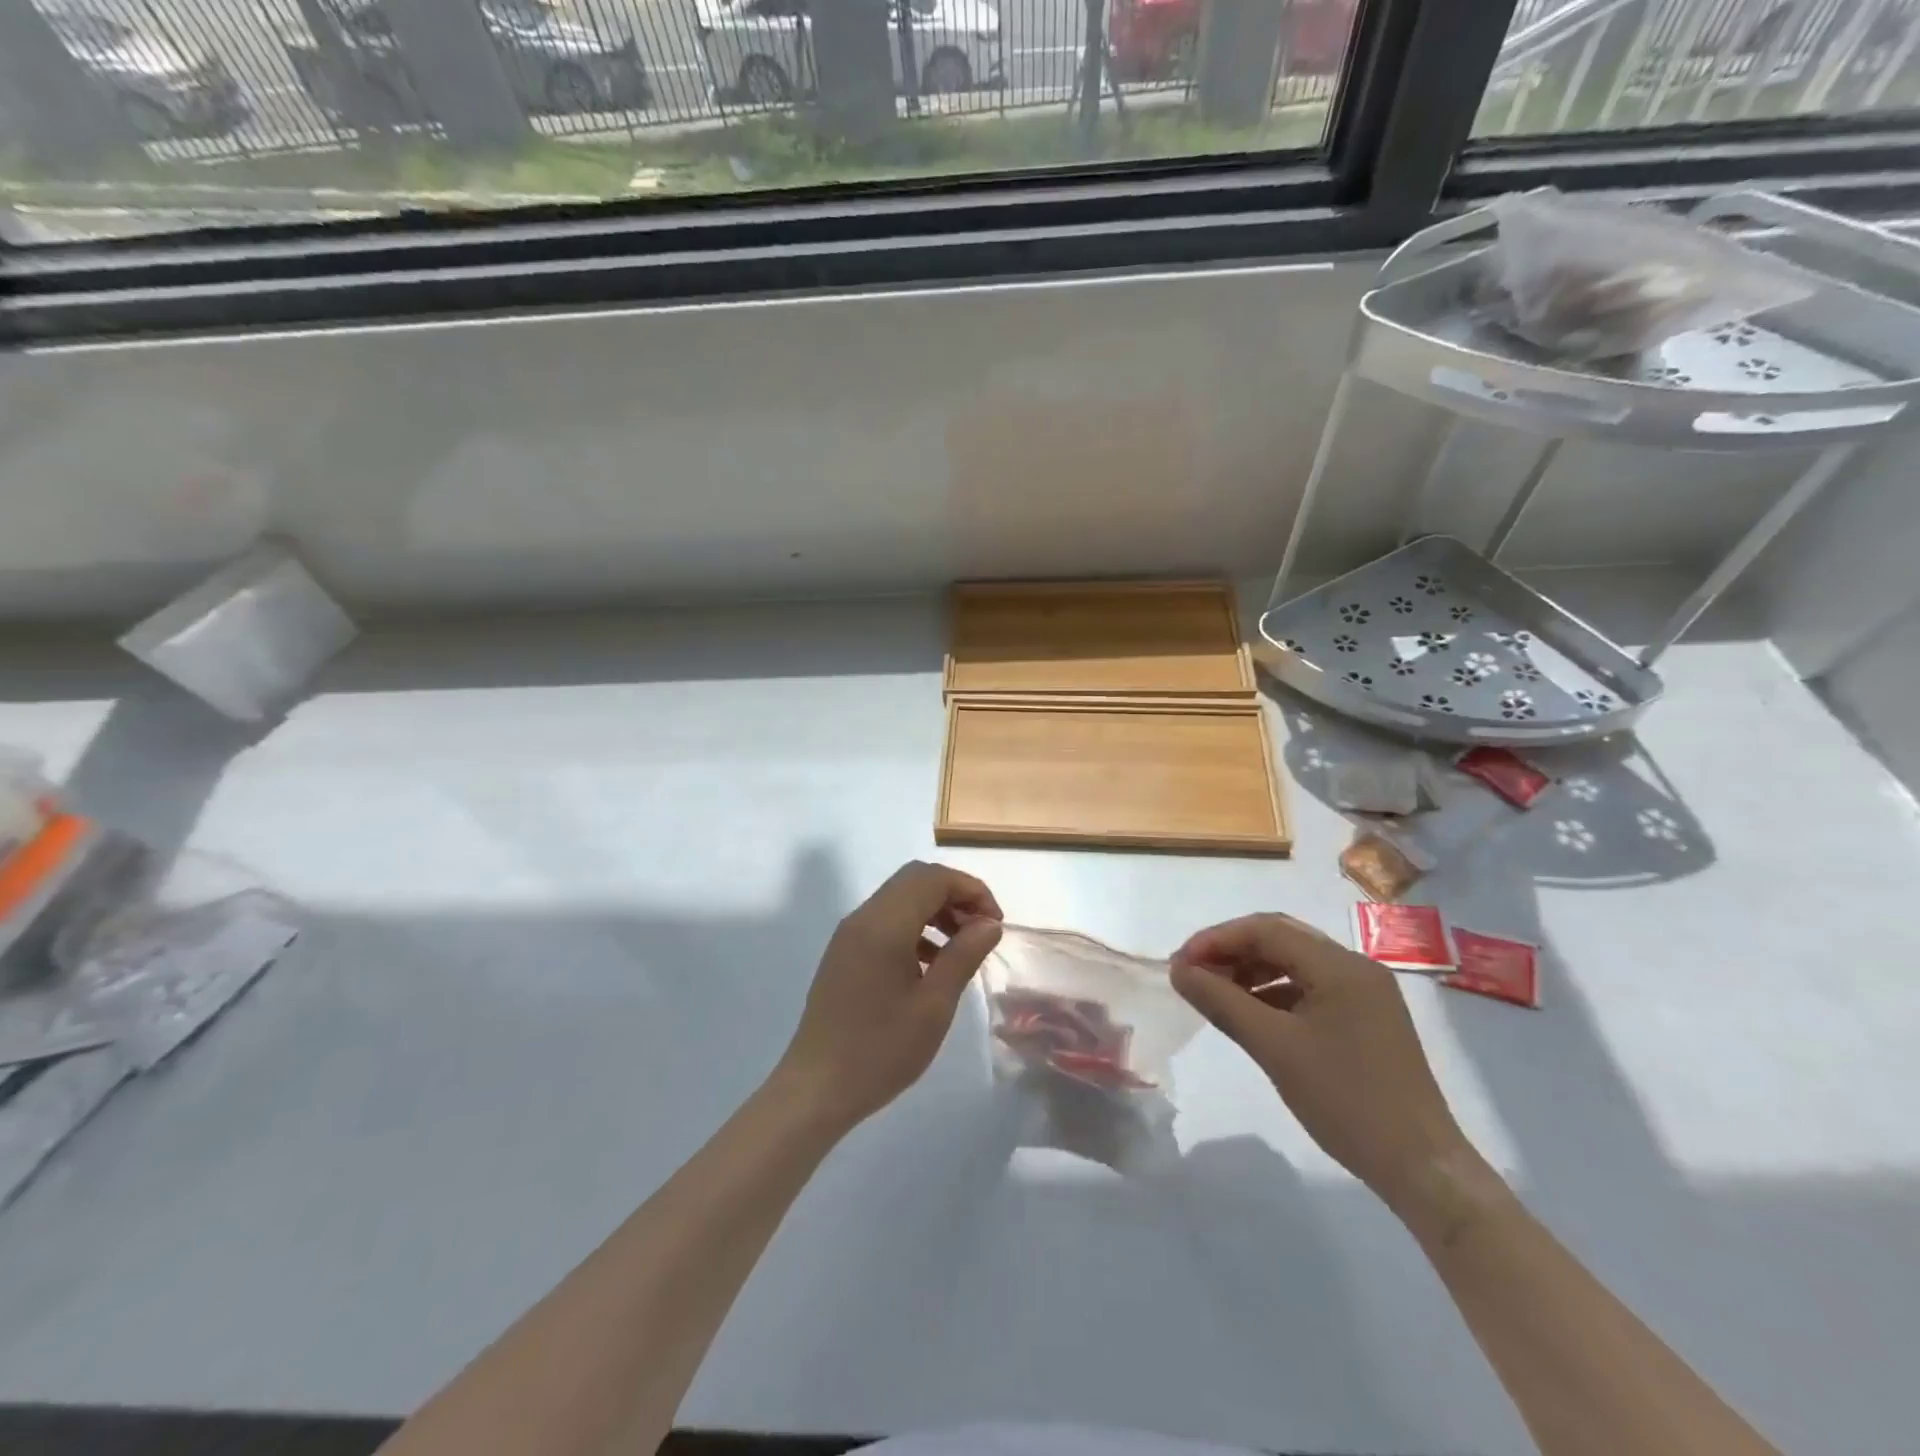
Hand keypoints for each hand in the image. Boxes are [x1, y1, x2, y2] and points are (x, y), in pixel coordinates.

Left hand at [775, 860, 1002, 1132]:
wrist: (816, 1088)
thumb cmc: (880, 1050)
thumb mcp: (934, 1005)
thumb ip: (964, 955)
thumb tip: (989, 923)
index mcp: (884, 924)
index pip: (933, 878)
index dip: (971, 889)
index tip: (996, 922)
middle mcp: (863, 917)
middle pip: (915, 879)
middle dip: (955, 895)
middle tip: (982, 930)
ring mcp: (849, 934)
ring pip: (900, 898)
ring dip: (935, 910)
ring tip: (962, 947)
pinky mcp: (844, 953)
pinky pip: (885, 921)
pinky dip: (915, 927)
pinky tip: (931, 964)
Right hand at [1171, 913, 1473, 1214]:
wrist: (1421, 1167)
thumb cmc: (1345, 1101)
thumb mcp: (1273, 1048)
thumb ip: (1222, 1002)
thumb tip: (1179, 971)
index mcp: (1340, 966)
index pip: (1265, 929)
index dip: (1216, 939)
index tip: (1180, 965)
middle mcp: (1355, 967)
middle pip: (1281, 938)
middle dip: (1231, 950)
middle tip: (1193, 974)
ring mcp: (1365, 993)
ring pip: (1294, 963)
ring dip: (1251, 971)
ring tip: (1215, 994)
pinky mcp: (1366, 1018)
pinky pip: (1310, 987)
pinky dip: (1274, 992)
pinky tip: (1251, 1014)